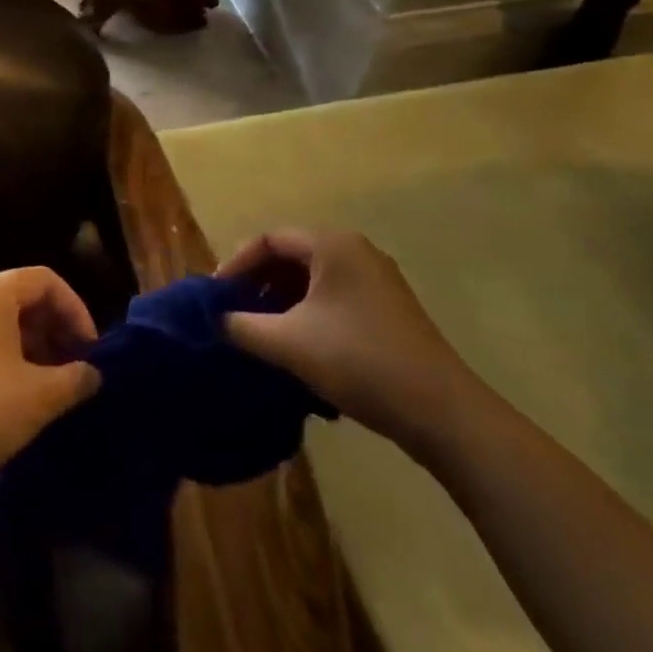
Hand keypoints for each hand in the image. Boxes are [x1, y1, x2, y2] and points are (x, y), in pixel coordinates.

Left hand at [0, 268, 101, 504]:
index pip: (44, 279)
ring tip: (51, 385)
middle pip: (22, 296)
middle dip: (55, 327)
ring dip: (33, 345)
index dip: (75, 309)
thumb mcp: (41, 396)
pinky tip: (18, 395)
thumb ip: (76, 378)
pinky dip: (7, 356)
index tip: (89, 349)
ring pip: (1, 321)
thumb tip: (92, 374)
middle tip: (75, 366)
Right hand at [218, 230, 481, 469]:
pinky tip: (298, 348)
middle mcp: (356, 251)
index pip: (270, 240)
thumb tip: (213, 320)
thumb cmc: (358, 361)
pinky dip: (308, 314)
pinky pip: (335, 298)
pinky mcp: (388, 308)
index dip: (236, 264)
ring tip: (261, 334)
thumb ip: (242, 327)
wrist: (440, 411)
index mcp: (333, 245)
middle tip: (234, 315)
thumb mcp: (289, 343)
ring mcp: (377, 280)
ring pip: (314, 280)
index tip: (216, 297)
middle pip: (292, 257)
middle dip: (258, 284)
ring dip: (282, 302)